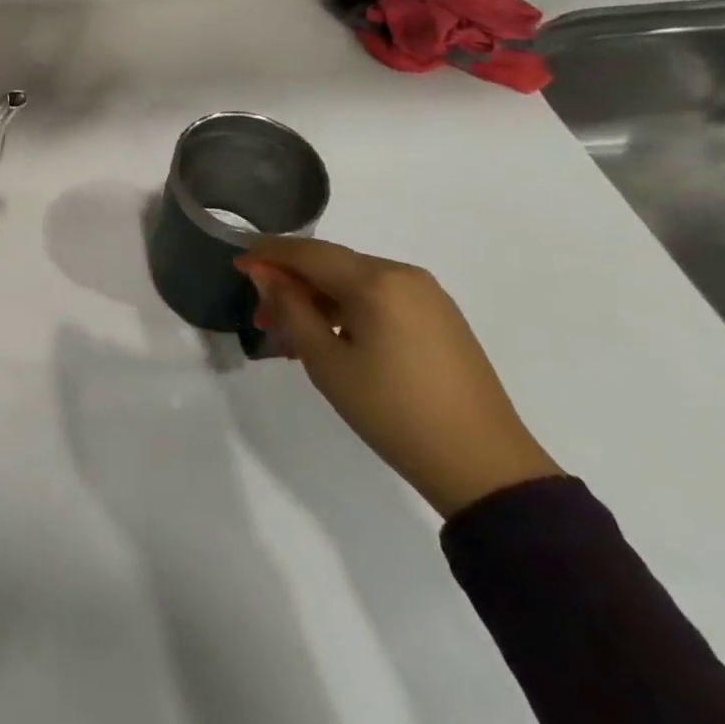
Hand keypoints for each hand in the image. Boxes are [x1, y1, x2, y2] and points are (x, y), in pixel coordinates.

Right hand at [237, 238, 560, 517]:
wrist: (486, 470)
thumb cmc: (394, 413)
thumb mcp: (328, 363)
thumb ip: (291, 310)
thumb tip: (265, 273)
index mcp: (378, 280)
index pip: (310, 253)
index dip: (269, 255)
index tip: (238, 264)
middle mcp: (404, 275)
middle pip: (333, 266)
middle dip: (292, 284)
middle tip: (260, 314)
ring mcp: (428, 297)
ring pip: (356, 285)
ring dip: (319, 302)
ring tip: (291, 337)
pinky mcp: (441, 321)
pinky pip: (381, 301)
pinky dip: (349, 312)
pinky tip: (331, 340)